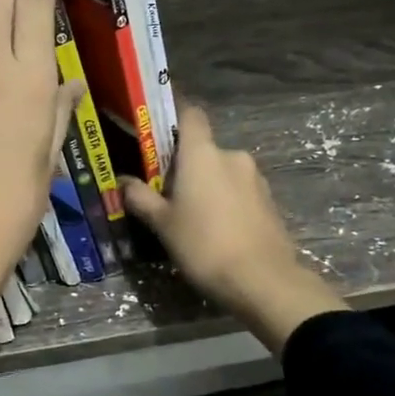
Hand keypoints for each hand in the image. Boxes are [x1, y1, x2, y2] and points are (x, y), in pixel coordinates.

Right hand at [119, 105, 343, 355]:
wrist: (263, 280)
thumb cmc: (204, 245)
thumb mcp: (163, 224)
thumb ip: (141, 198)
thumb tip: (123, 182)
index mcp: (202, 154)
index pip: (190, 115)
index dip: (174, 118)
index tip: (158, 134)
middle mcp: (232, 156)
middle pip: (204, 149)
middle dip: (187, 166)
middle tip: (168, 194)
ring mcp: (256, 178)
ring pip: (223, 172)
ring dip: (208, 185)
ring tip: (194, 217)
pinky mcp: (270, 201)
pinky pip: (240, 191)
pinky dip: (227, 202)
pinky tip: (218, 230)